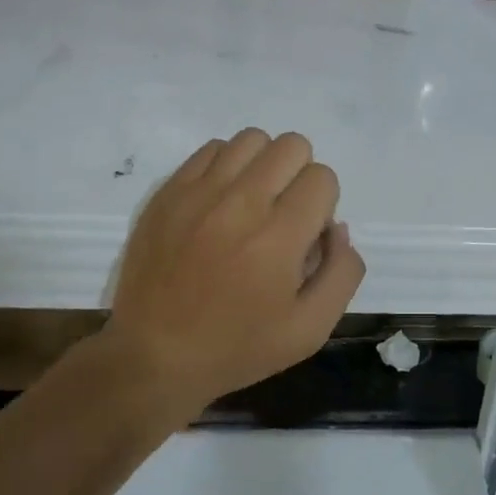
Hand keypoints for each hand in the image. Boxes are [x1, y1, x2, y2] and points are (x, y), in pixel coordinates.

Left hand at [105, 129, 364, 414]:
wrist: (154, 355)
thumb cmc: (237, 348)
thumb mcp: (310, 330)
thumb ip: (342, 273)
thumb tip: (336, 227)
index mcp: (278, 238)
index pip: (322, 178)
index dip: (323, 205)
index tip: (305, 236)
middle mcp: (240, 203)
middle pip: (292, 146)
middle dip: (300, 176)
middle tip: (283, 216)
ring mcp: (199, 193)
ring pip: (251, 139)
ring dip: (264, 165)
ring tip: (252, 203)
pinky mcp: (169, 192)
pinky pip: (211, 149)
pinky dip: (227, 166)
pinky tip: (221, 202)